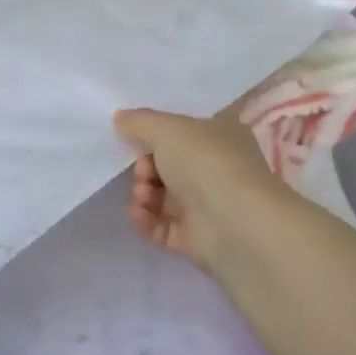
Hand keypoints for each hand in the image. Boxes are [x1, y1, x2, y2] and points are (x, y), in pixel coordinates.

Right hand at [113, 106, 286, 278]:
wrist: (235, 222)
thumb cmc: (205, 163)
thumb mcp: (167, 129)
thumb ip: (140, 122)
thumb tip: (120, 117)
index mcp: (220, 136)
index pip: (184, 132)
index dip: (157, 136)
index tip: (135, 139)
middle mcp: (216, 169)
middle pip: (167, 166)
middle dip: (145, 168)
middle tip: (143, 172)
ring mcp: (206, 205)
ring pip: (162, 197)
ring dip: (143, 194)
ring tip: (143, 197)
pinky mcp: (195, 237)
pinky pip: (161, 226)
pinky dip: (146, 220)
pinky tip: (139, 214)